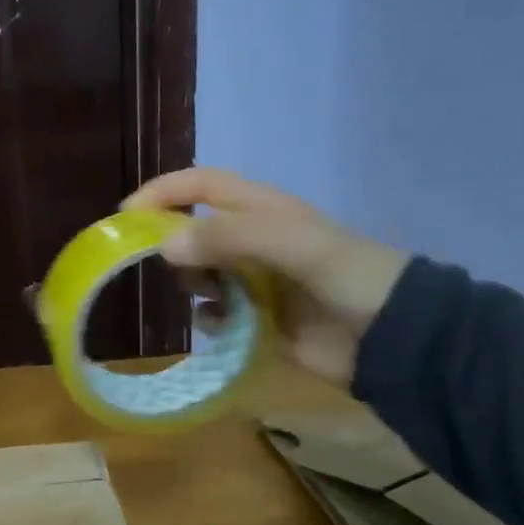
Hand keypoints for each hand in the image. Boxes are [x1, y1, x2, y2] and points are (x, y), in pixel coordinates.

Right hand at [123, 167, 410, 388]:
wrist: (396, 338)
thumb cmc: (348, 276)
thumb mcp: (291, 243)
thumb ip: (227, 238)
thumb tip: (163, 247)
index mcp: (263, 211)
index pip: (201, 186)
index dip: (163, 192)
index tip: (126, 216)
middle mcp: (255, 241)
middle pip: (194, 230)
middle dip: (171, 243)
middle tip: (156, 266)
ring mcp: (257, 282)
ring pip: (201, 273)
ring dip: (191, 282)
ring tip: (205, 297)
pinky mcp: (259, 320)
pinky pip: (217, 314)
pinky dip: (209, 318)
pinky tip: (219, 325)